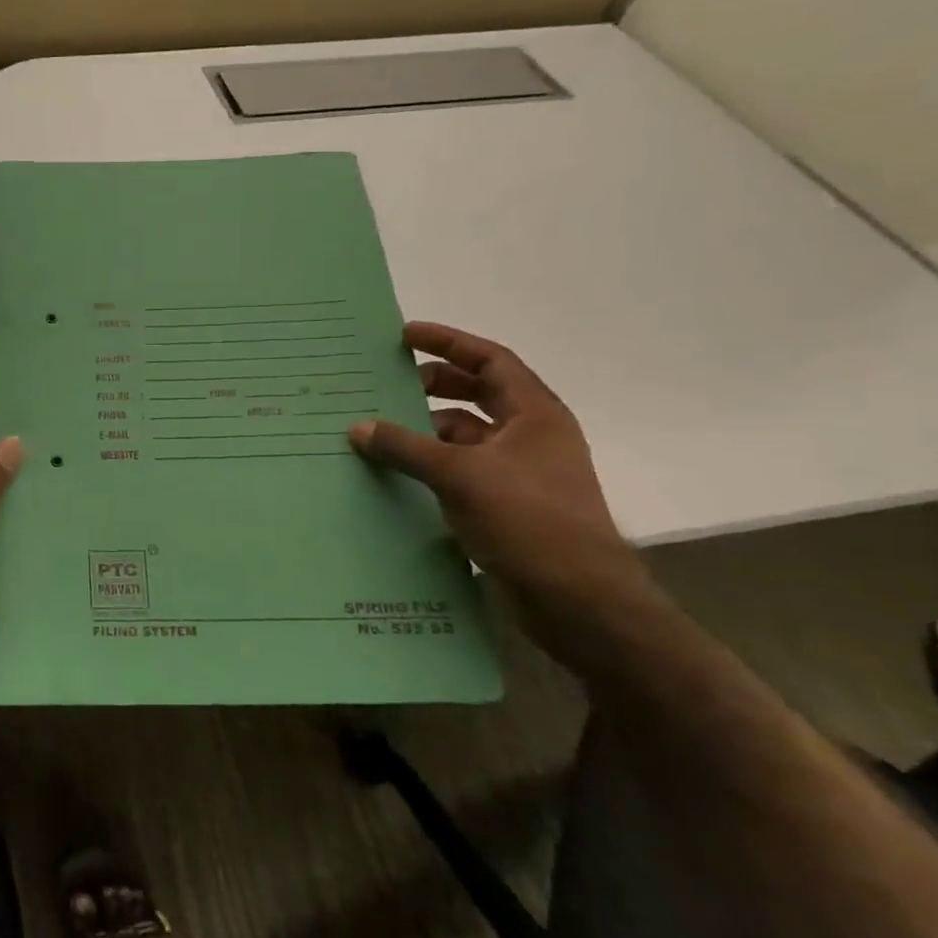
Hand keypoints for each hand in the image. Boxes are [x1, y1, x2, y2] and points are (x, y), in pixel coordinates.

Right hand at [349, 322, 643, 606]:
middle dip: (433, 385)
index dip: (448, 342)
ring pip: (466, 435)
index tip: (404, 335)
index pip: (490, 360)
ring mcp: (519, 473)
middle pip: (477, 394)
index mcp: (535, 414)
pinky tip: (397, 472)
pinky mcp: (506, 506)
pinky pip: (460, 470)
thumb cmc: (528, 520)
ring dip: (427, 429)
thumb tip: (358, 428)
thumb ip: (405, 447)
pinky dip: (430, 465)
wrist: (579, 601)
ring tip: (380, 430)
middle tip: (387, 383)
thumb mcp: (460, 475)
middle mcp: (530, 437)